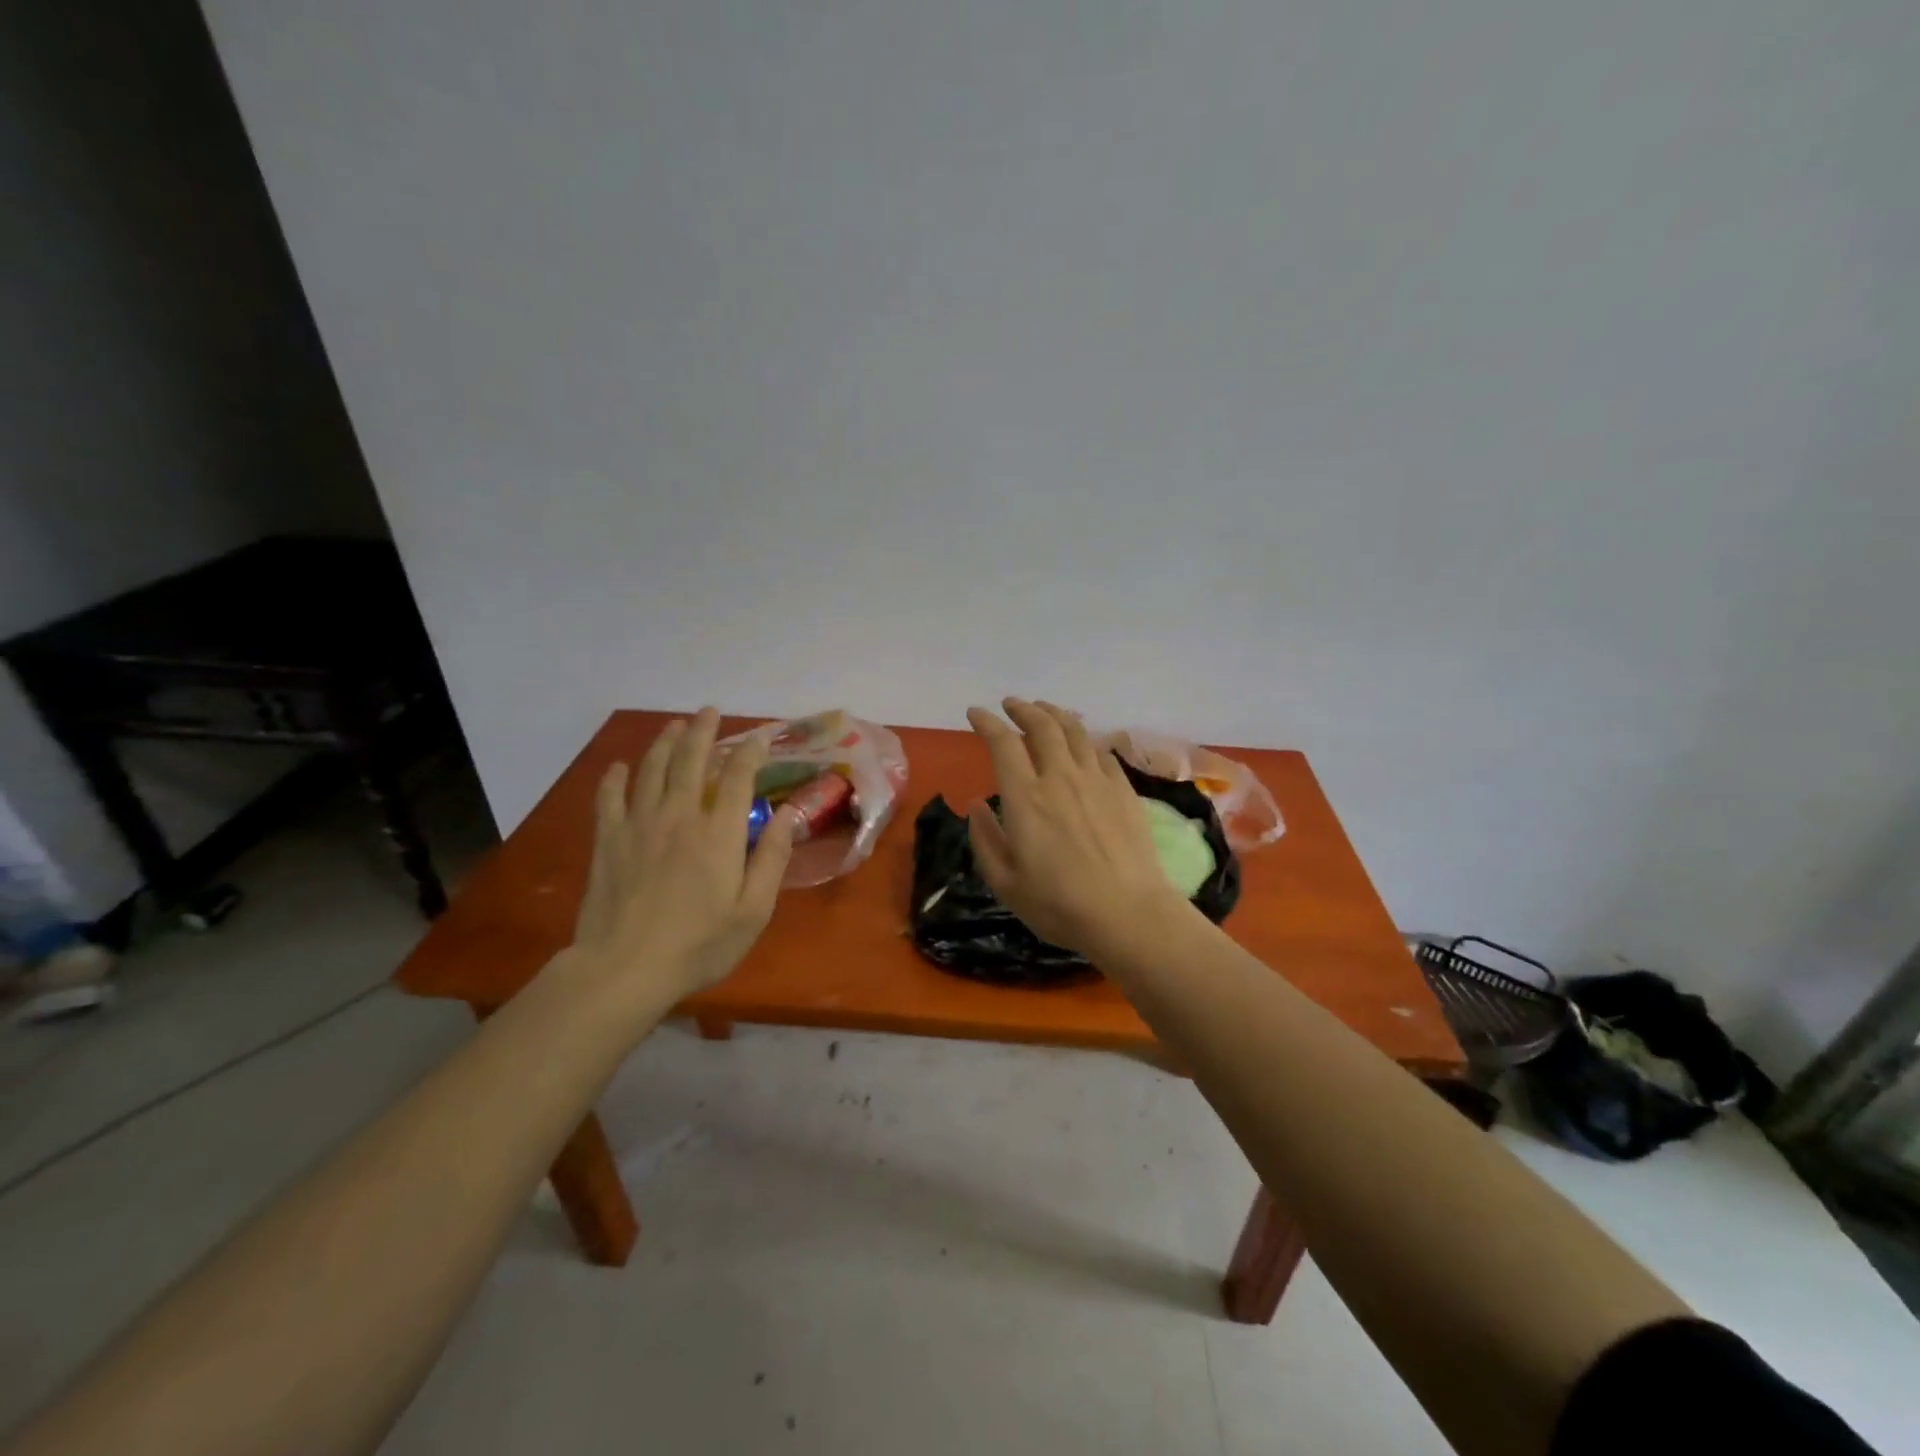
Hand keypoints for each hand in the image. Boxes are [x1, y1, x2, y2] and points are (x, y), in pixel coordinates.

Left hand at [568, 708, 797, 1005]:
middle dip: (703, 732)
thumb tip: (789, 815)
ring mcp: (639, 825)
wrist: (625, 969)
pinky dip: (615, 778)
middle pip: (691, 761)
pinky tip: (620, 767)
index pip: (738, 777)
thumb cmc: (699, 944)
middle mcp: (679, 816)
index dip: (749, 753)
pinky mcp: (608, 841)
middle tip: (709, 711)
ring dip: (665, 744)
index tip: (757, 739)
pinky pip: (609, 798)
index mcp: (719, 833)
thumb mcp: (753, 910)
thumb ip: (772, 858)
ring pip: (652, 770)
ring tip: (674, 726)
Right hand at [965, 698, 1191, 957]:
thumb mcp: (1006, 883)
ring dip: (1055, 714)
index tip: (975, 713)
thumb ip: (986, 840)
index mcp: (1025, 798)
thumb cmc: (1059, 905)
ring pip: (1075, 730)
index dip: (987, 722)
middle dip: (1022, 708)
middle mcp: (1060, 777)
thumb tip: (977, 805)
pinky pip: (1101, 752)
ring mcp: (1096, 780)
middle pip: (1042, 726)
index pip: (1003, 743)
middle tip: (1011, 704)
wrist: (1128, 913)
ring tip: (1044, 709)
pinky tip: (1083, 744)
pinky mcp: (1123, 790)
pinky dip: (1085, 740)